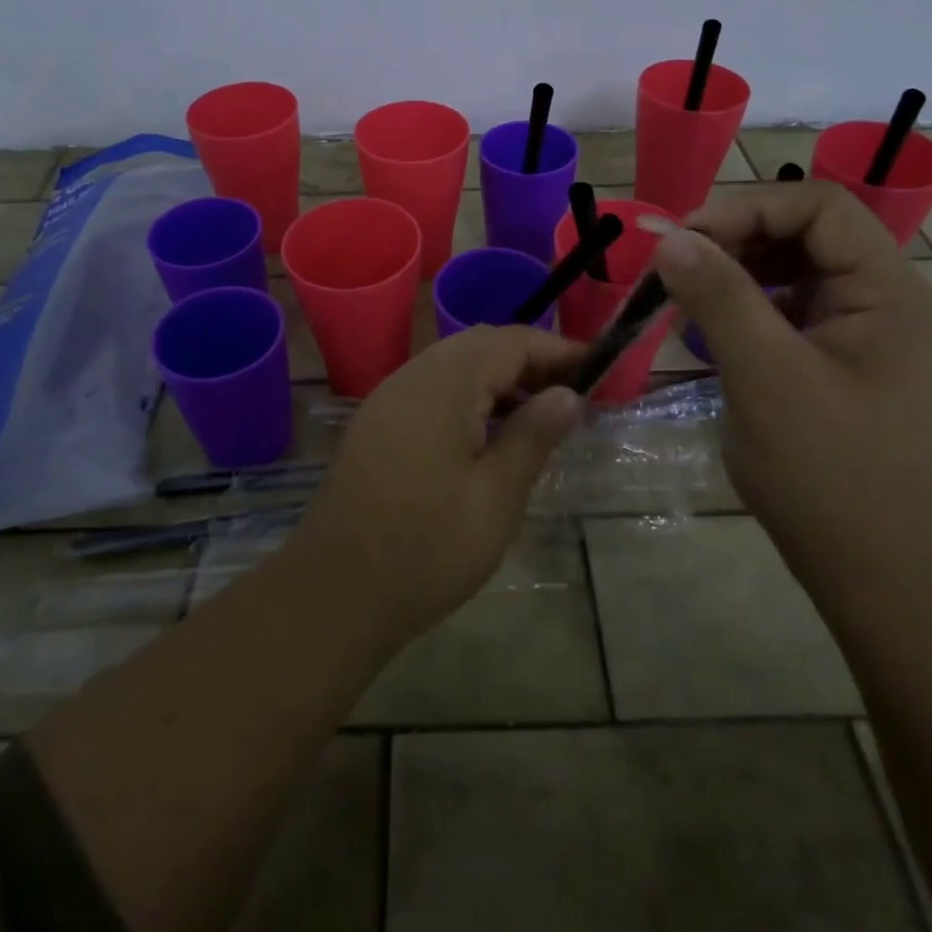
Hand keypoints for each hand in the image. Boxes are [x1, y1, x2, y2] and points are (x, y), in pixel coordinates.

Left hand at [287, 326, 584, 643]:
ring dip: (497, 378)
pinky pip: (430, 388)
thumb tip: (568, 394)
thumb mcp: (494, 497)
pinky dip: (466, 396)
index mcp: (444, 385)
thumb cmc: (425, 548)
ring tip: (535, 417)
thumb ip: (532, 437)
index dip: (556, 349)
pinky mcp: (376, 422)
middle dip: (528, 360)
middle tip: (570, 396)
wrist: (334, 591)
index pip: (510, 341)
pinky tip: (485, 435)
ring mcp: (388, 397)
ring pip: (453, 364)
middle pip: (479, 345)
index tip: (597, 369)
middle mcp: (412, 376)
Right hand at [652, 182, 931, 612]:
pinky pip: (796, 319)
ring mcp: (872, 342)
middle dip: (737, 242)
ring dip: (739, 278)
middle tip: (674, 269)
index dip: (747, 208)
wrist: (888, 583)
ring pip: (799, 279)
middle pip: (809, 239)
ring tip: (686, 300)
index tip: (682, 239)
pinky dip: (751, 315)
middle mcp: (891, 306)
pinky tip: (716, 337)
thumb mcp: (767, 380)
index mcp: (891, 296)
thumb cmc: (831, 478)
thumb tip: (671, 239)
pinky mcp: (851, 373)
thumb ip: (721, 299)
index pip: (821, 209)